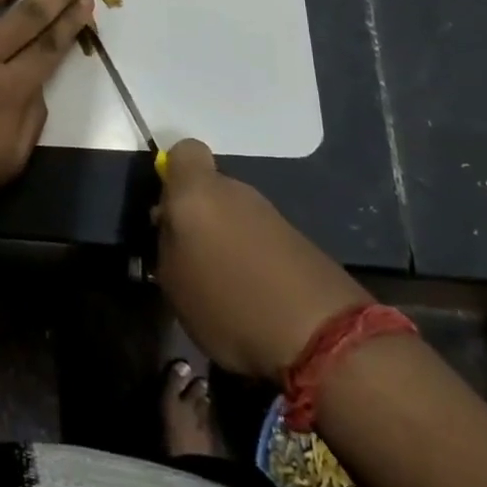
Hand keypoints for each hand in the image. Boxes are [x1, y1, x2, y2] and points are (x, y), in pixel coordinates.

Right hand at [154, 139, 369, 379]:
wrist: (320, 335)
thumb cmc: (228, 302)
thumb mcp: (173, 281)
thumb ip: (166, 242)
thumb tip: (171, 225)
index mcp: (197, 191)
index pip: (184, 151)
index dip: (174, 173)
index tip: (168, 208)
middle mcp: (234, 189)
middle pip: (209, 188)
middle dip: (199, 214)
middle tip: (190, 257)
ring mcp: (269, 212)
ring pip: (234, 213)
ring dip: (226, 238)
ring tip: (222, 284)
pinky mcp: (297, 238)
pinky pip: (260, 237)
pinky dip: (252, 257)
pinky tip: (253, 295)